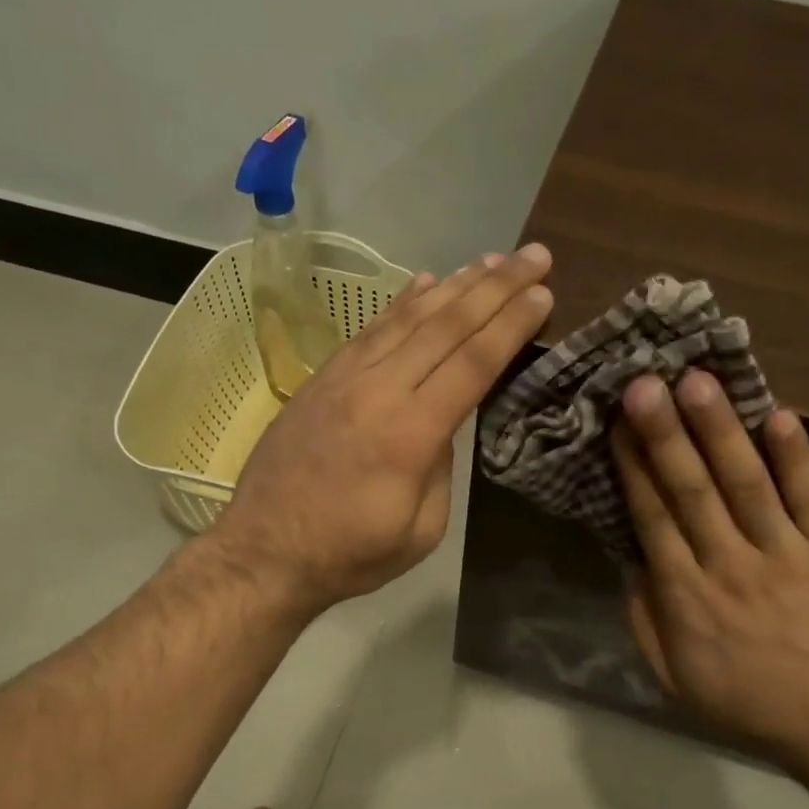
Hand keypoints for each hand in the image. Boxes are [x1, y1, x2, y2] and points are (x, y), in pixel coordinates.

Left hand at [217, 244, 554, 613]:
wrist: (265, 551)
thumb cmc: (350, 553)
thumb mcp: (420, 529)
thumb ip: (441, 467)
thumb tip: (444, 423)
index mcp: (410, 433)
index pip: (473, 363)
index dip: (511, 325)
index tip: (543, 294)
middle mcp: (378, 390)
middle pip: (446, 325)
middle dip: (496, 287)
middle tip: (534, 255)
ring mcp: (344, 378)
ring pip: (408, 318)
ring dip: (454, 285)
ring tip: (491, 260)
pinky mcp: (321, 379)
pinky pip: (371, 330)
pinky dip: (402, 303)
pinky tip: (426, 283)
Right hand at [613, 370, 808, 771]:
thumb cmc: (746, 701)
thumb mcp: (672, 676)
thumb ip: (646, 617)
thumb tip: (629, 560)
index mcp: (687, 596)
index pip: (653, 519)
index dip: (633, 468)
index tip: (616, 423)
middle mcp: (730, 564)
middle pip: (692, 491)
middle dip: (665, 434)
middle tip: (644, 383)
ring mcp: (786, 554)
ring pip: (747, 483)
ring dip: (720, 430)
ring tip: (697, 381)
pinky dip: (797, 457)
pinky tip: (779, 414)